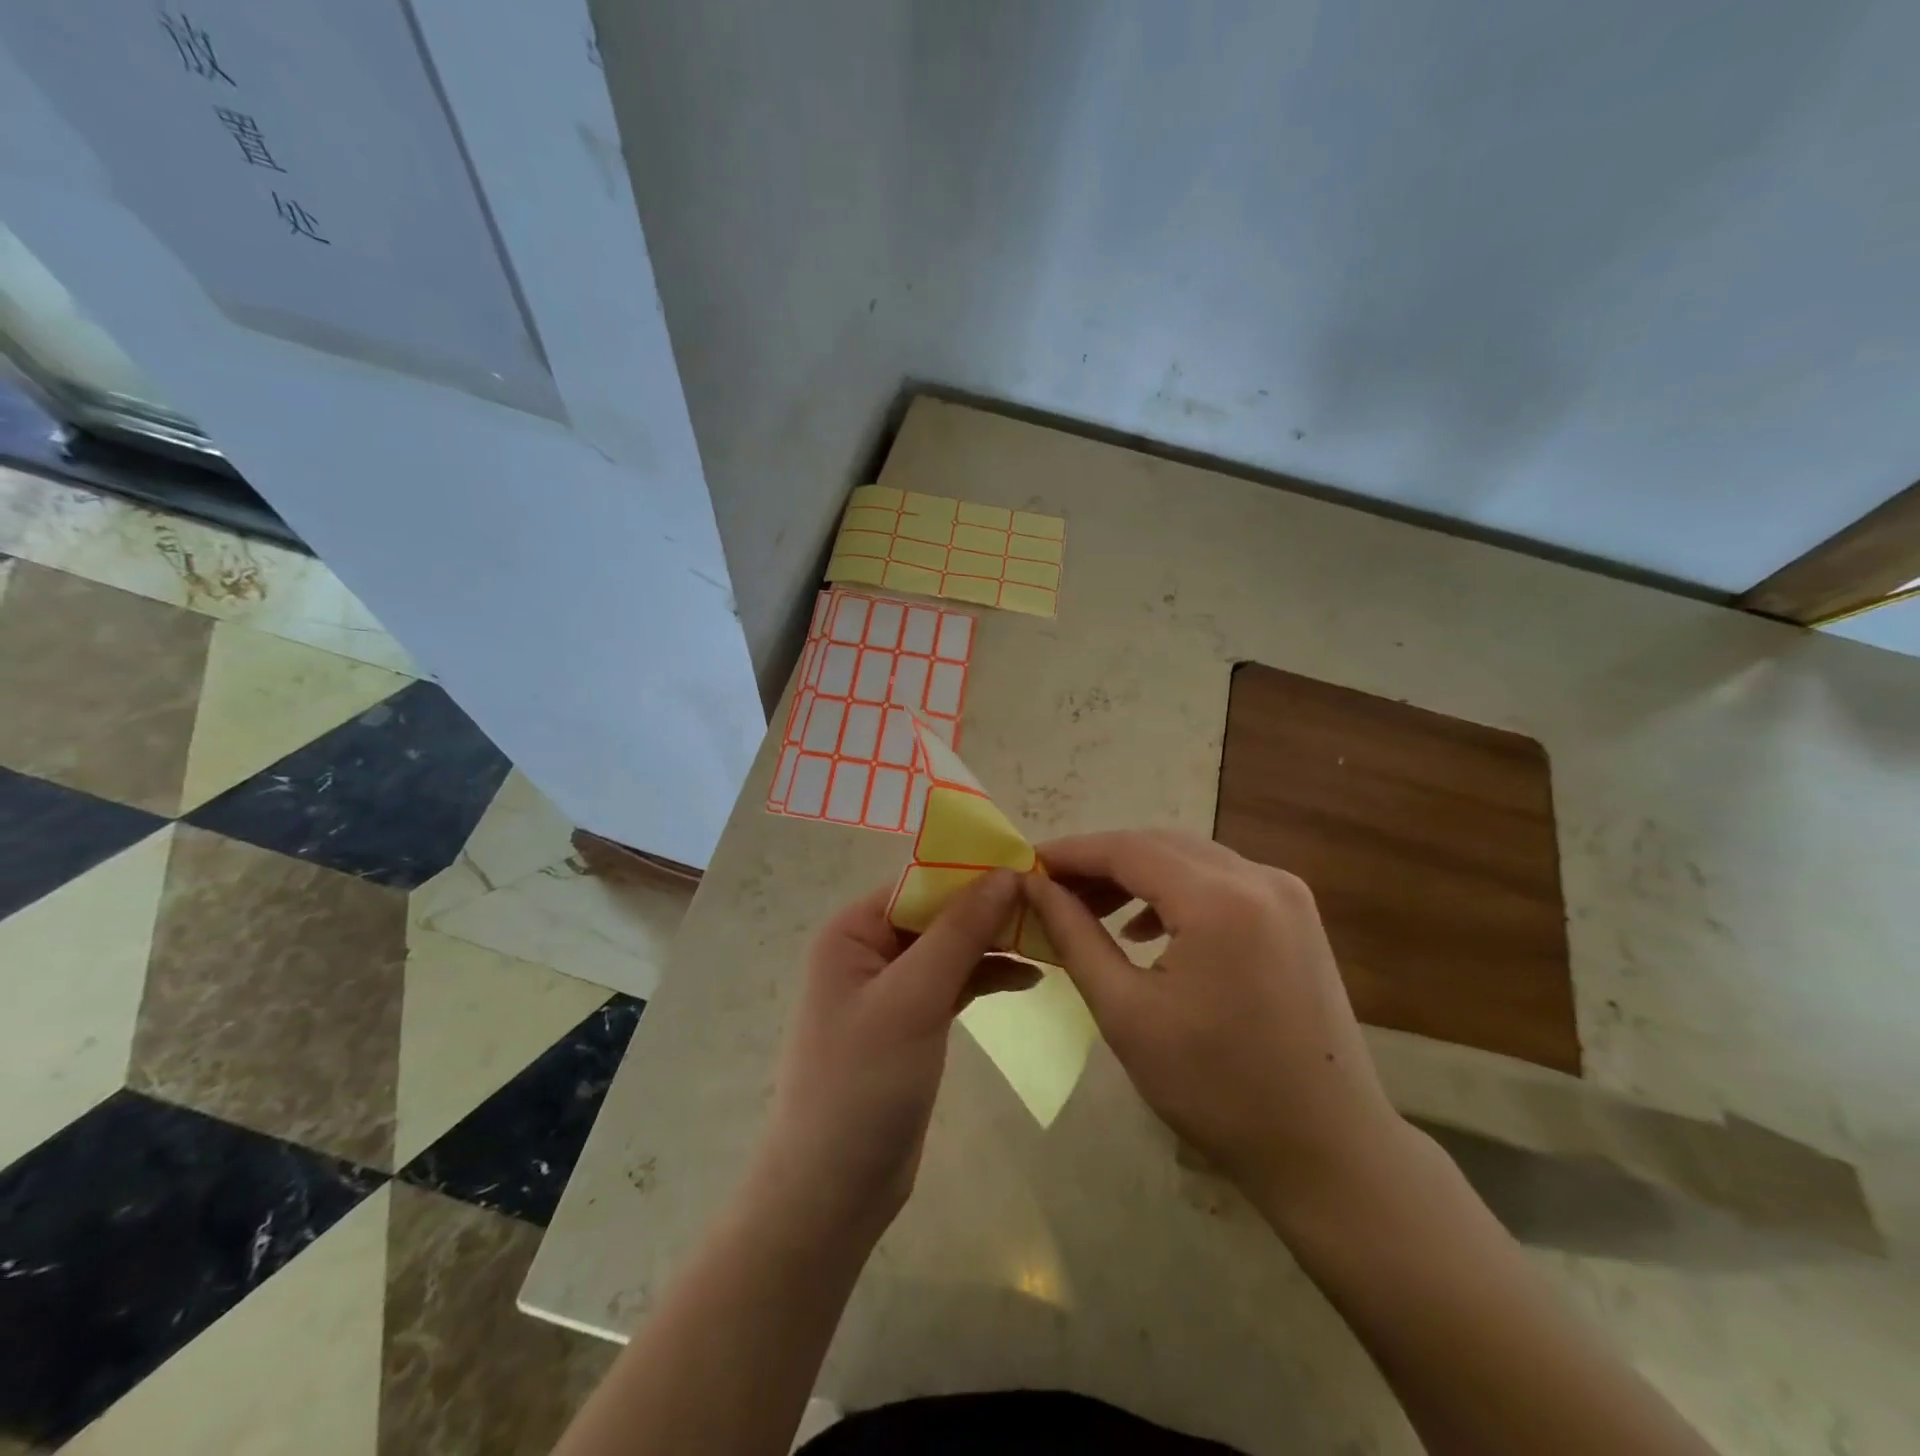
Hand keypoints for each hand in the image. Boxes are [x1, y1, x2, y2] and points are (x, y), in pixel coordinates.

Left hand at [749, 870, 1034, 1246]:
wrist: (832, 1191)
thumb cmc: (862, 1084)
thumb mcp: (913, 999)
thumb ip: (959, 932)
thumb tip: (1005, 872)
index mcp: (854, 930)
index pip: (922, 883)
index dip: (976, 874)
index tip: (1036, 870)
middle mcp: (869, 949)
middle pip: (940, 913)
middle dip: (991, 909)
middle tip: (1054, 907)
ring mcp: (891, 987)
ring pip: (951, 947)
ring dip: (995, 943)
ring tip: (1052, 940)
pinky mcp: (912, 1021)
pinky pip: (954, 982)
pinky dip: (988, 977)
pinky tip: (1030, 977)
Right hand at [1022, 830, 1402, 1210]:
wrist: (1326, 1149)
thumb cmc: (1214, 1088)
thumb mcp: (1126, 1013)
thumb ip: (1075, 937)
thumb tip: (1034, 888)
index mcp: (1219, 899)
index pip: (1127, 849)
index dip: (1072, 852)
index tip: (1027, 865)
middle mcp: (1259, 878)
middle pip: (1160, 845)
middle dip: (1101, 861)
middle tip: (1052, 889)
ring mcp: (1286, 894)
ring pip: (1191, 859)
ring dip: (1137, 875)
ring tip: (1090, 908)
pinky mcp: (1296, 915)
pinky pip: (1221, 881)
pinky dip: (1176, 892)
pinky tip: (1145, 929)